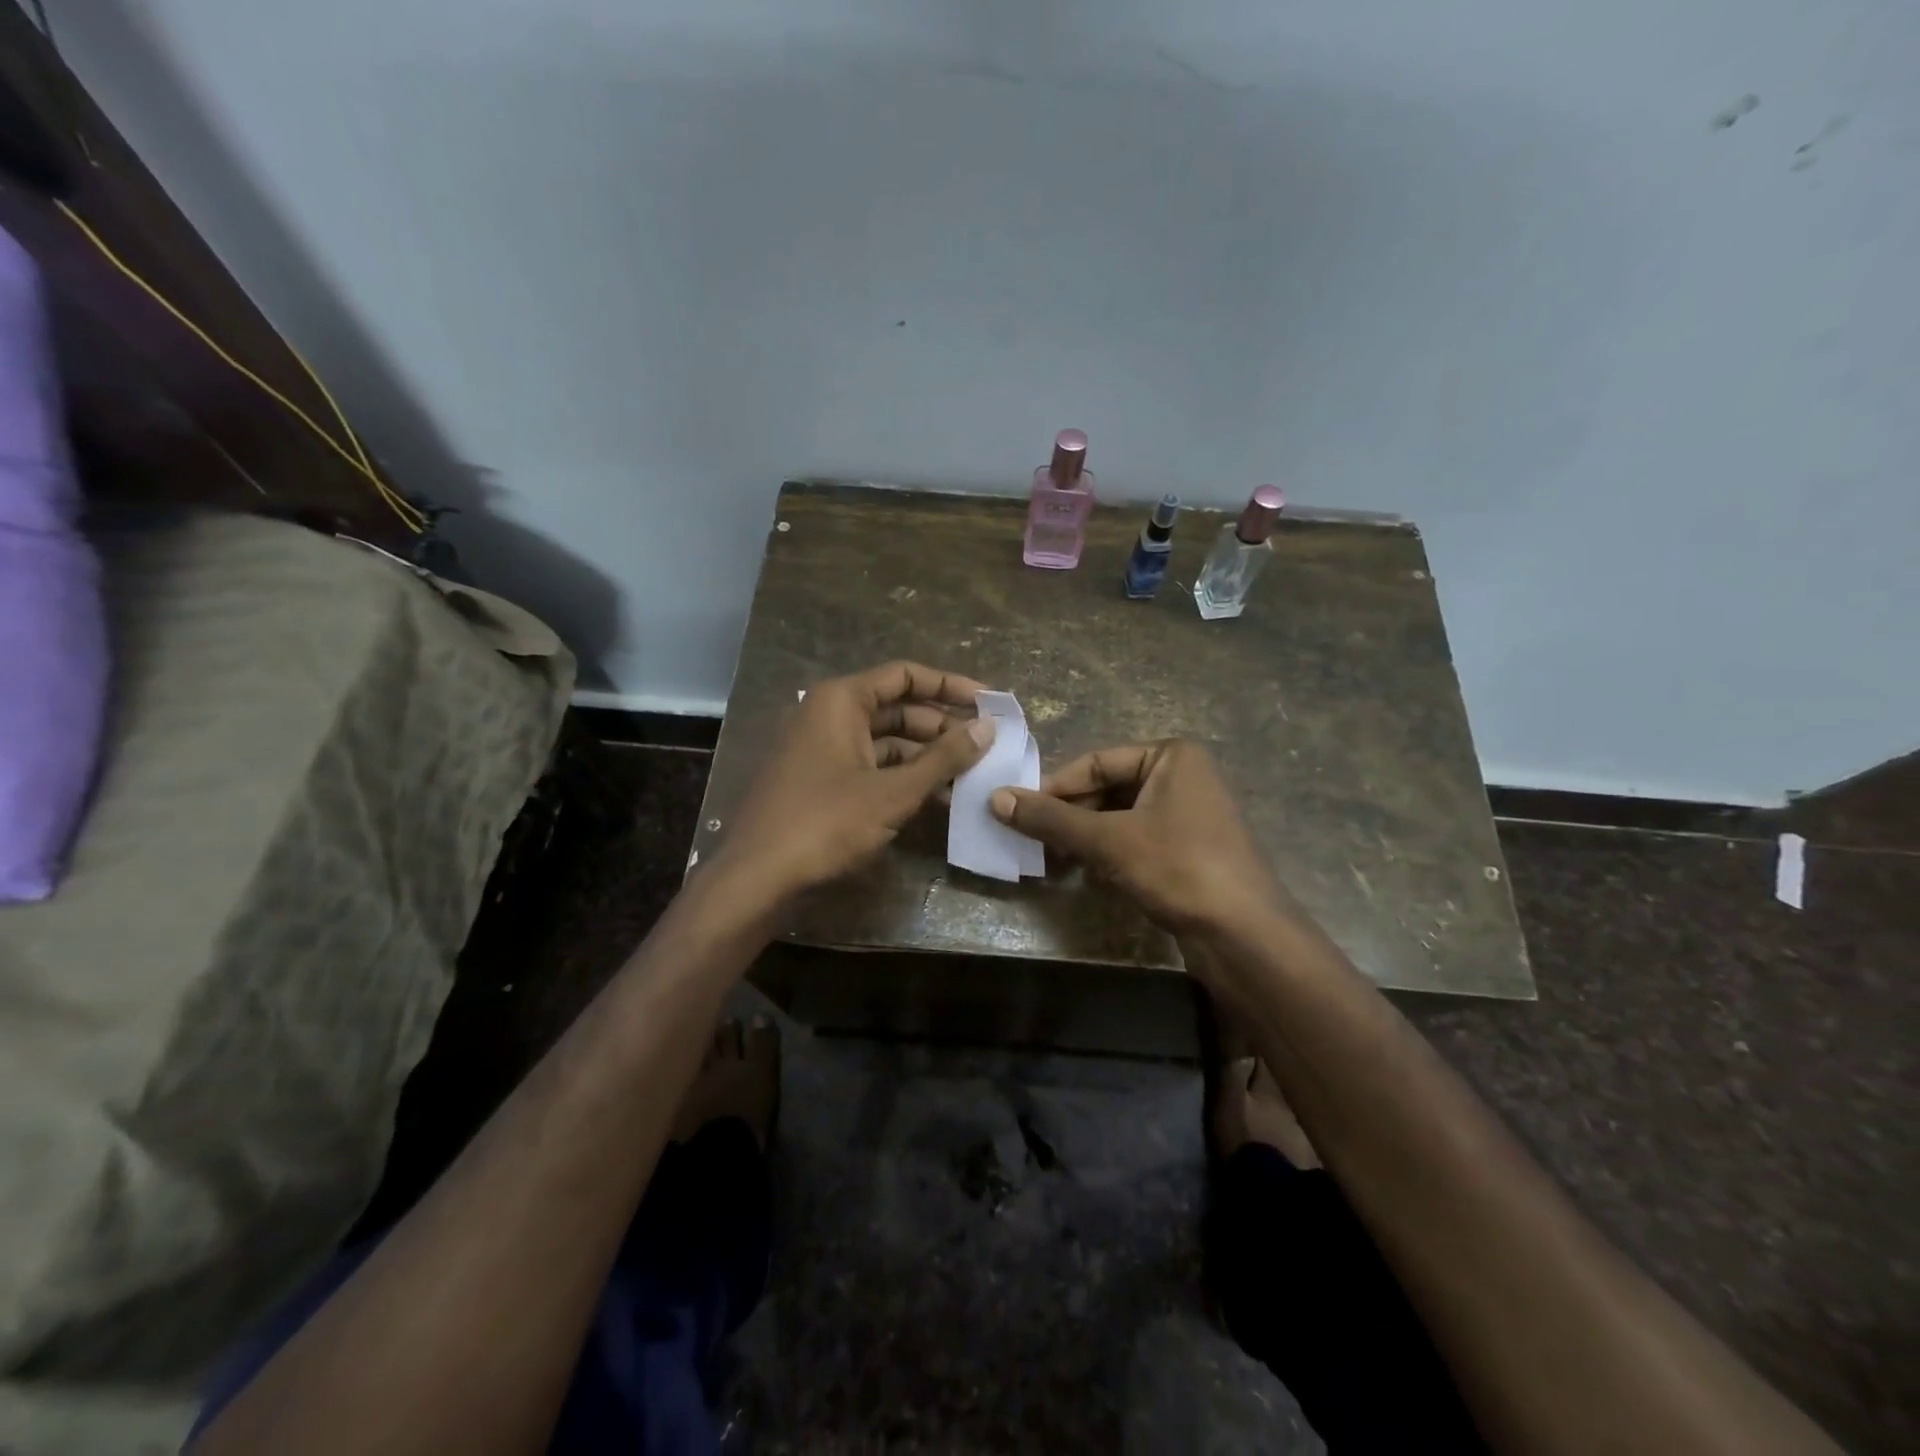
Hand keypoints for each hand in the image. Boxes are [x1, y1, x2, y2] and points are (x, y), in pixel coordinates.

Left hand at [714, 661, 993, 901]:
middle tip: (985, 745)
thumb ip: (943, 758)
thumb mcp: (893, 792)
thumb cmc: (826, 823)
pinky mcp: (819, 780)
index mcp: (840, 700)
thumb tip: (987, 727)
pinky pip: (869, 765)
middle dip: (941, 725)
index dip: (949, 685)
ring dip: (925, 755)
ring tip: (969, 774)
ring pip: (884, 740)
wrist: (758, 879)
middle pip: (896, 707)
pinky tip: (936, 797)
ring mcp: (821, 748)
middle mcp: (828, 714)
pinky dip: (901, 776)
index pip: (904, 676)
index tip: (988, 702)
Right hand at [988, 739, 1286, 932]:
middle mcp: (1182, 777)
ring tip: (1051, 859)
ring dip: (1084, 838)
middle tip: (1031, 840)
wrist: (1244, 935)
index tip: (1017, 811)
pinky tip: (1086, 874)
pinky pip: (1135, 840)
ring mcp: (1187, 815)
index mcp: (1171, 756)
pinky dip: (1107, 853)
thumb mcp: (1108, 840)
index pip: (1096, 761)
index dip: (1055, 787)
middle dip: (1069, 816)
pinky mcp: (1187, 850)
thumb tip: (995, 799)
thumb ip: (1051, 819)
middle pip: (1107, 788)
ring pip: (1119, 817)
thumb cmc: (1179, 868)